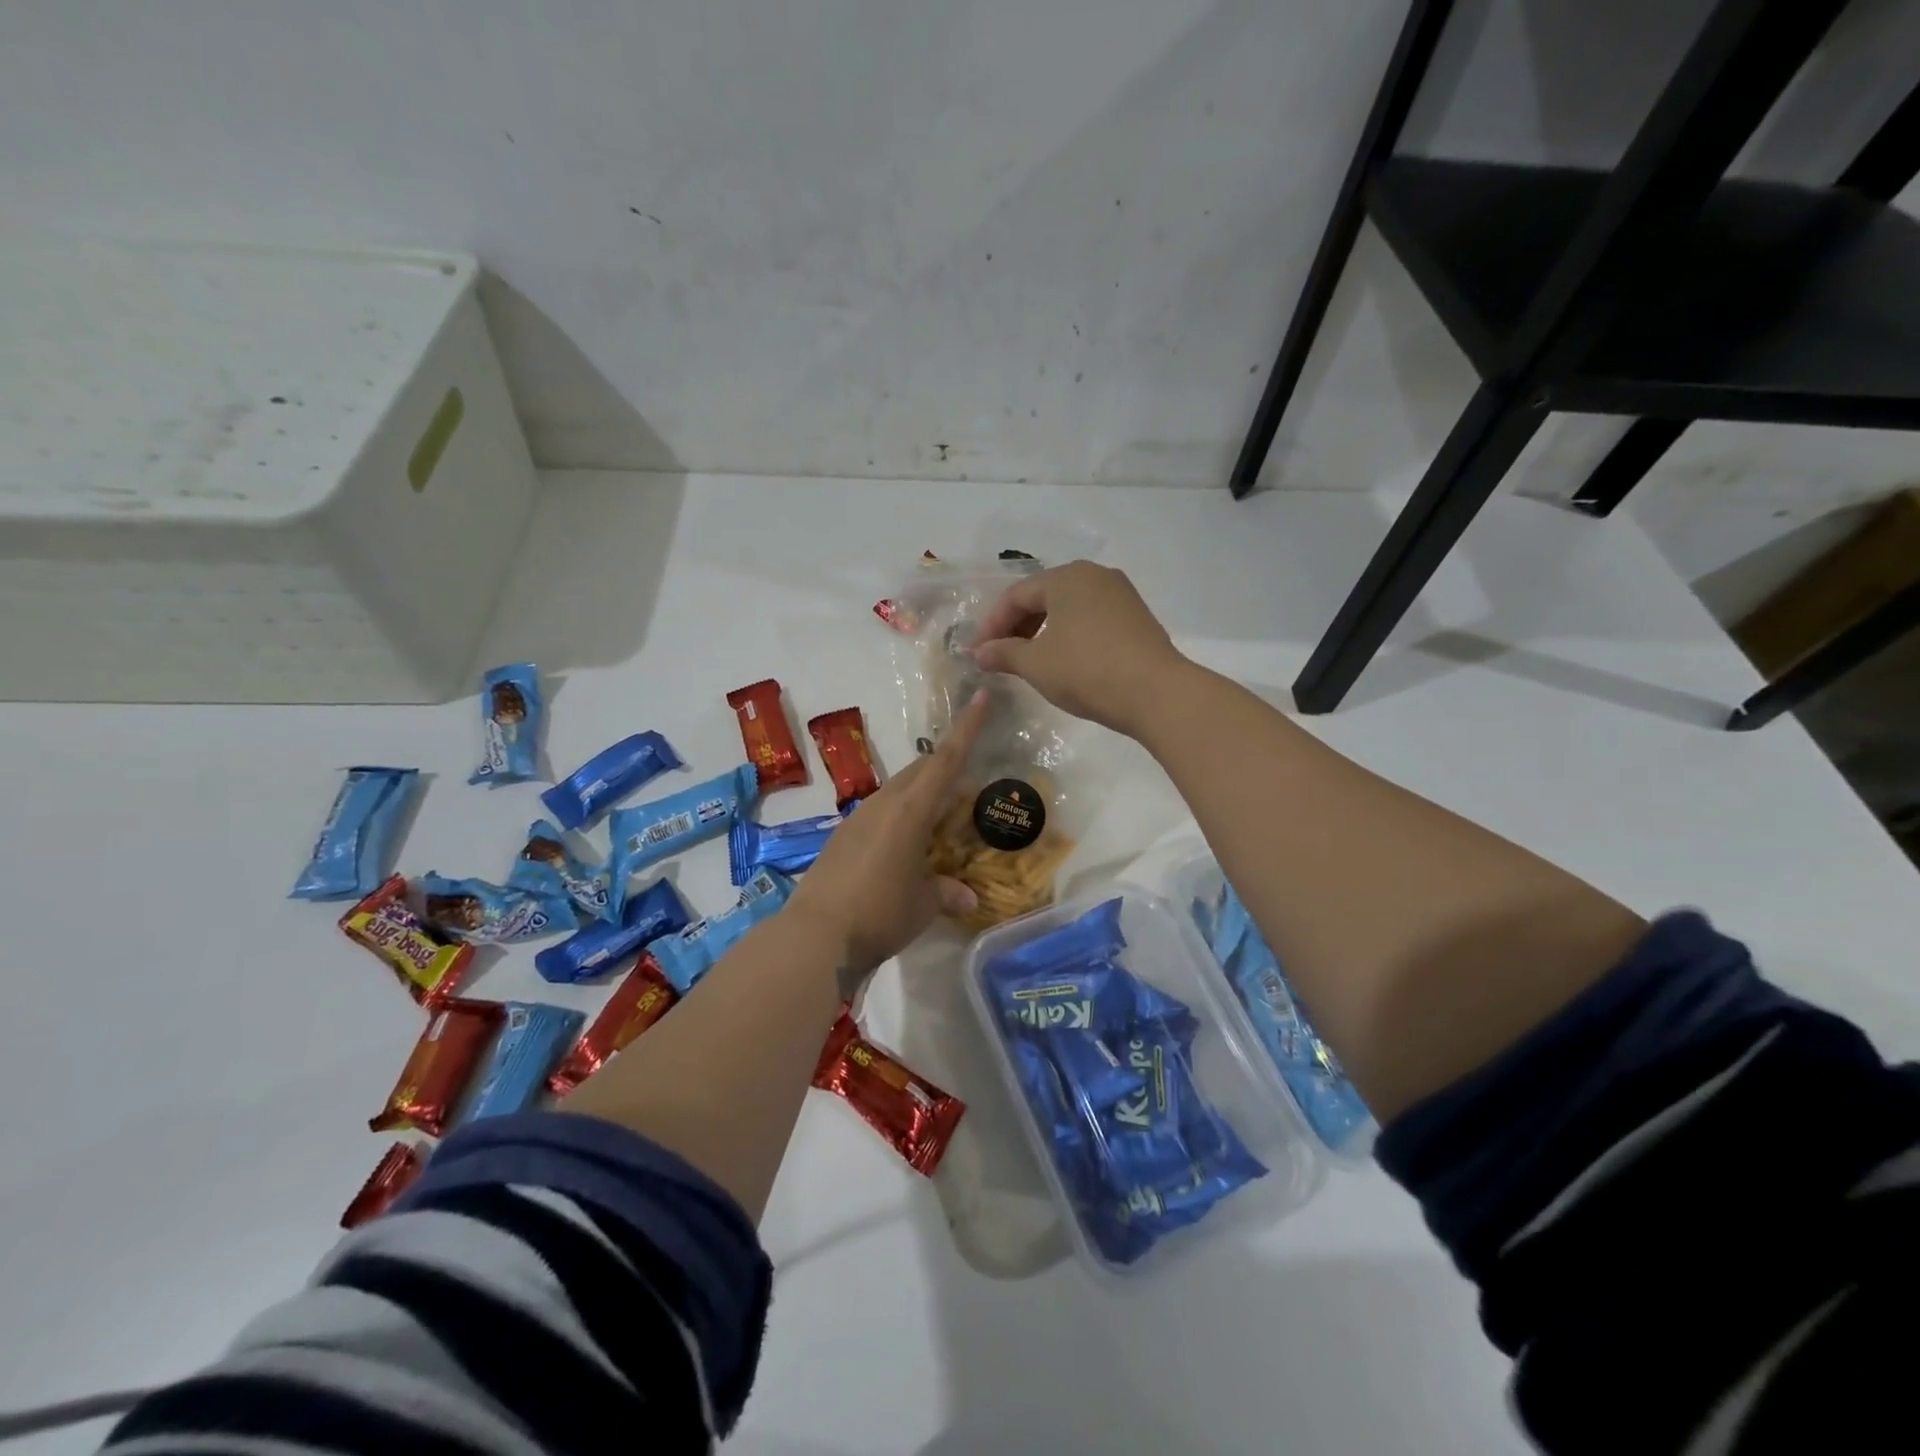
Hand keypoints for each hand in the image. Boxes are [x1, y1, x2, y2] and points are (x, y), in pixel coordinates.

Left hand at [785, 691, 988, 977]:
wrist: (815, 935)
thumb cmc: (880, 914)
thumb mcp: (923, 906)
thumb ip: (947, 894)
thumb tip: (967, 897)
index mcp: (910, 810)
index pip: (946, 760)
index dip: (966, 728)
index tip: (980, 697)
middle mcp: (883, 804)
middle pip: (920, 771)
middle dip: (945, 767)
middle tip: (968, 783)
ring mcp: (857, 819)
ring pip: (898, 792)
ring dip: (922, 795)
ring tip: (941, 818)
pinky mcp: (841, 838)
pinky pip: (880, 814)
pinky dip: (901, 817)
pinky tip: (906, 845)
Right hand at [971, 561, 1188, 735]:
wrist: (1156, 693)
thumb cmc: (1087, 671)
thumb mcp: (1036, 664)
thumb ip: (1003, 654)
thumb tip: (980, 653)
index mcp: (1066, 577)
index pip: (1016, 596)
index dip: (991, 625)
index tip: (978, 654)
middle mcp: (1095, 575)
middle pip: (1043, 597)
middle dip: (1017, 627)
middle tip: (1001, 657)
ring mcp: (1120, 594)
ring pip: (1068, 608)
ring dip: (1043, 632)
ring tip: (1029, 661)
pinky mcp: (1136, 617)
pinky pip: (1091, 618)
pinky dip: (1069, 635)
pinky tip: (1064, 660)